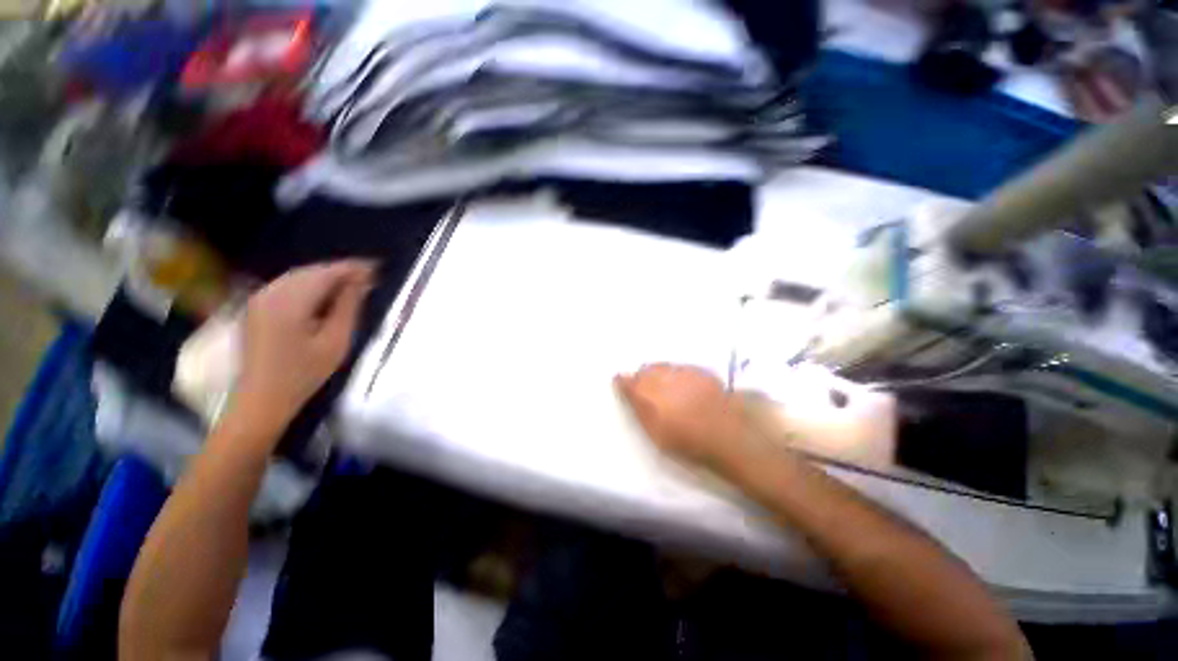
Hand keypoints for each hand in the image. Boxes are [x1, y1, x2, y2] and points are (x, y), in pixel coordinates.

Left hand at [234, 260, 374, 434]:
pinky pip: (288, 285)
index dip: (353, 268)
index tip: (377, 268)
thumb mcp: (336, 341)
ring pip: (299, 276)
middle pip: (311, 271)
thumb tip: (362, 281)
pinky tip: (326, 295)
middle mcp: (270, 293)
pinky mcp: (256, 306)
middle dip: (340, 271)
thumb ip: (348, 307)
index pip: (326, 273)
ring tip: (353, 286)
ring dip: (326, 277)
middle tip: (369, 278)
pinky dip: (310, 285)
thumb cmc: (303, 374)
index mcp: (289, 302)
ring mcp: (259, 298)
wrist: (261, 399)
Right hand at [615, 364, 749, 468]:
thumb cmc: (686, 441)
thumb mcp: (655, 431)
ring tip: (667, 390)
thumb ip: (637, 406)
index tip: (621, 384)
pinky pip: (680, 368)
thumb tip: (622, 384)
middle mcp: (664, 378)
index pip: (629, 381)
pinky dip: (677, 375)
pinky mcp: (700, 371)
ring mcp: (683, 372)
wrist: (727, 436)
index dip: (624, 382)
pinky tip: (683, 387)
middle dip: (643, 378)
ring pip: (663, 367)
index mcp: (650, 394)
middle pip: (646, 370)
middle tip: (647, 392)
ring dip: (660, 375)